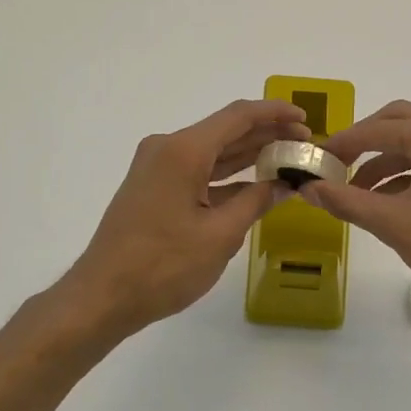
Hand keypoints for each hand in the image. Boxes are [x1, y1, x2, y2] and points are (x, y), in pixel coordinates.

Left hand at [59, 99, 309, 338]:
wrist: (103, 296)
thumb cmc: (163, 266)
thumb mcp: (220, 235)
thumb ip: (256, 202)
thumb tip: (285, 184)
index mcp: (183, 151)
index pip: (238, 116)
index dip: (275, 114)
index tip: (306, 120)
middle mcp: (167, 149)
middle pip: (226, 131)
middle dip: (267, 135)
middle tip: (306, 145)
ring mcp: (158, 168)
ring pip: (213, 152)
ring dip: (249, 155)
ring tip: (288, 159)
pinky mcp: (154, 187)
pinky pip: (198, 171)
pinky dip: (227, 176)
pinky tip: (256, 184)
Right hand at [304, 101, 410, 334]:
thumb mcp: (396, 226)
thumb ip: (348, 201)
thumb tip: (307, 189)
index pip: (380, 128)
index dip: (343, 144)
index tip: (314, 161)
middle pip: (400, 122)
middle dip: (364, 144)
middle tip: (333, 169)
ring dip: (386, 160)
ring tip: (355, 192)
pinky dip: (410, 171)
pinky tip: (387, 199)